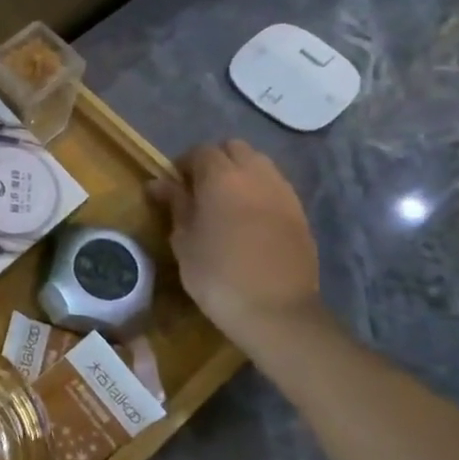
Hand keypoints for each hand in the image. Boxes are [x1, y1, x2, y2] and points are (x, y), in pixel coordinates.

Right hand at [146, 139, 321, 347]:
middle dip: (215, 161)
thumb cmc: (217, 274)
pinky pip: (275, 186)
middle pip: (234, 148)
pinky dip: (260, 191)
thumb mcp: (184, 240)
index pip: (200, 151)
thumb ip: (175, 204)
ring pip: (259, 164)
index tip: (174, 187)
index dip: (184, 164)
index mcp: (221, 177)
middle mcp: (255, 174)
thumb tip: (159, 183)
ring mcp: (283, 192)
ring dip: (240, 173)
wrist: (276, 311)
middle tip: (200, 190)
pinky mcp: (300, 213)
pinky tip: (249, 219)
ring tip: (226, 203)